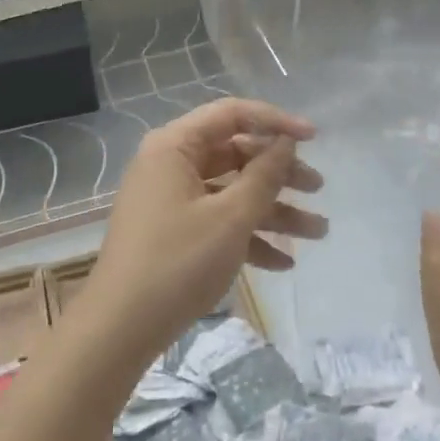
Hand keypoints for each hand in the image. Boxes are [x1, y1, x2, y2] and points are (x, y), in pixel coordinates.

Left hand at [84, 98, 325, 367]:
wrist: (121, 326)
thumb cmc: (179, 261)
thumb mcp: (231, 217)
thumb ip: (264, 175)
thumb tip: (284, 141)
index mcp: (175, 146)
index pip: (231, 114)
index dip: (276, 121)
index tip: (315, 138)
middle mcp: (169, 164)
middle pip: (234, 153)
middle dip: (279, 172)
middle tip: (318, 188)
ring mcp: (169, 199)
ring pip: (230, 191)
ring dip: (273, 210)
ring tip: (318, 232)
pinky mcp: (172, 232)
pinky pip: (216, 221)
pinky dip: (248, 236)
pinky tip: (284, 263)